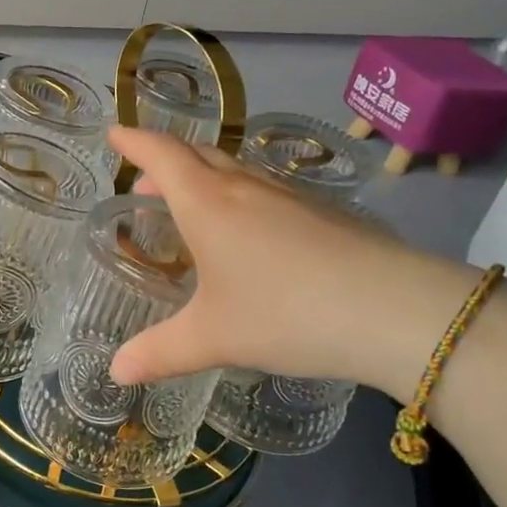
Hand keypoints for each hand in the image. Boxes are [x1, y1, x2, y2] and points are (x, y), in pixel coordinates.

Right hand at [107, 126, 479, 400]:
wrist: (392, 309)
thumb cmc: (285, 313)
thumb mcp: (213, 338)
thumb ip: (160, 353)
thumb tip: (115, 373)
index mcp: (208, 203)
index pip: (161, 154)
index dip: (134, 140)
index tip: (114, 133)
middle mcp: (244, 187)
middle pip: (196, 154)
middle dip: (165, 161)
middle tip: (145, 181)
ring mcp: (288, 195)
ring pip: (234, 169)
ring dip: (203, 176)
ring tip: (191, 204)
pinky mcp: (321, 211)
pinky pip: (264, 188)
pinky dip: (238, 195)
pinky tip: (248, 232)